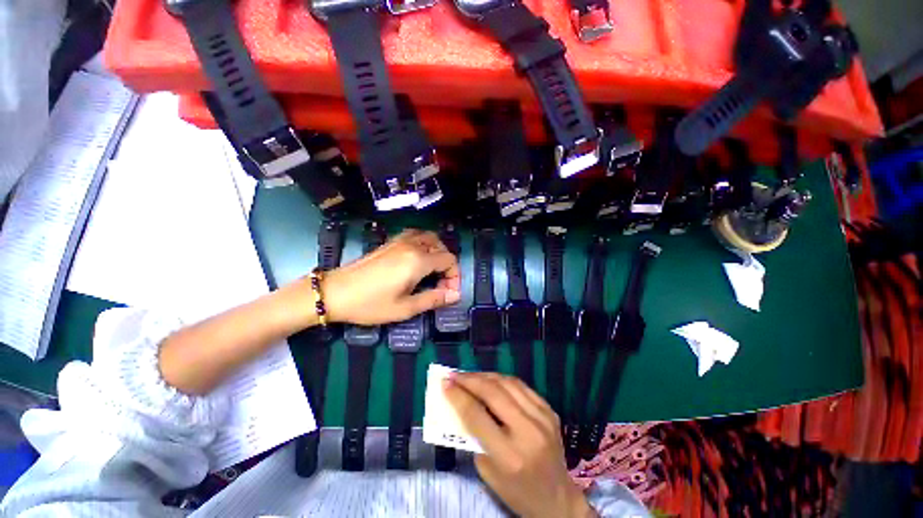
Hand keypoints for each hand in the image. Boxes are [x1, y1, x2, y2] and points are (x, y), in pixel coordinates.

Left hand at [321, 229, 460, 325]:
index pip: (449, 260)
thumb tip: (455, 295)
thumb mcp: (405, 308)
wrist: (335, 292)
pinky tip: (417, 259)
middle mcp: (412, 245)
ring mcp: (399, 240)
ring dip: (437, 251)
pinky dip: (424, 244)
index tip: (448, 292)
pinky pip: (415, 235)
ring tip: (432, 270)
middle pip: (441, 246)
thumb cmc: (370, 304)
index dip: (454, 276)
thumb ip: (433, 299)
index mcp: (418, 261)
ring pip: (429, 237)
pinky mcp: (390, 241)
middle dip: (447, 264)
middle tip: (440, 283)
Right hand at [444, 373, 595, 517]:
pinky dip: (502, 380)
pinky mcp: (549, 410)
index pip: (477, 416)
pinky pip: (521, 386)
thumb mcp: (488, 472)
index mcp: (510, 455)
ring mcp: (542, 418)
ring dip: (485, 375)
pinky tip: (491, 380)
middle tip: (454, 375)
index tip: (444, 383)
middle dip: (469, 379)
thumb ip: (475, 438)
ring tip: (470, 375)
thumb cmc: (517, 492)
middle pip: (493, 393)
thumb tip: (462, 404)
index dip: (458, 396)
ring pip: (508, 383)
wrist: (558, 499)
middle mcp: (528, 431)